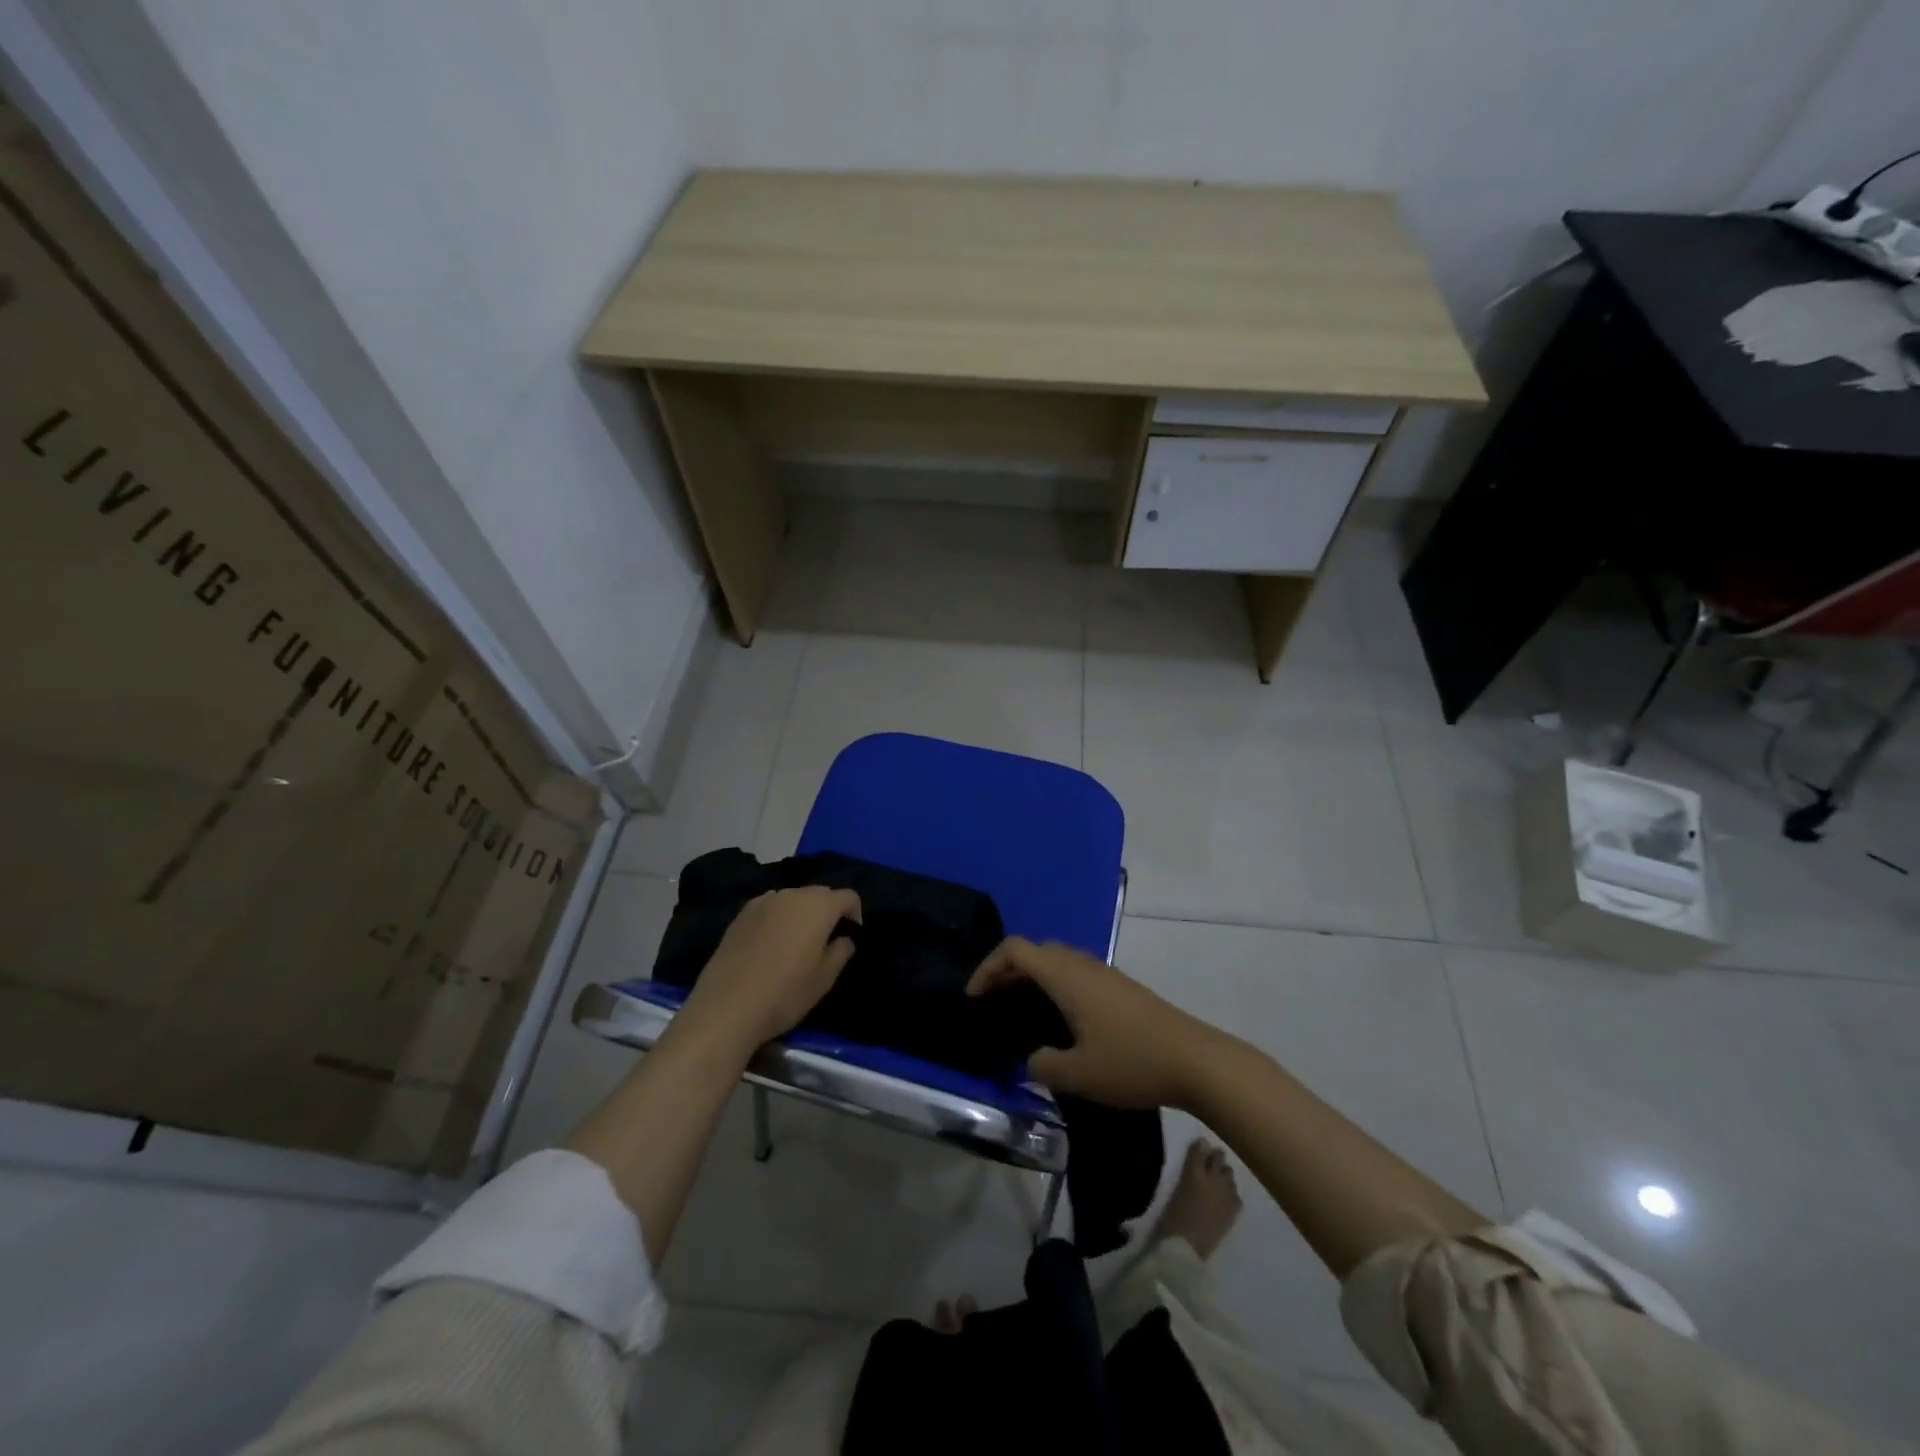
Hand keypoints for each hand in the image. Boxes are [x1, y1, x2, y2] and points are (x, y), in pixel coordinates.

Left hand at [677, 887, 860, 1054]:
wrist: (727, 1007)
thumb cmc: (785, 993)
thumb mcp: (825, 979)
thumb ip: (841, 951)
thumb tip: (844, 938)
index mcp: (818, 906)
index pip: (848, 897)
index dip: (855, 915)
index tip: (850, 939)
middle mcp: (792, 894)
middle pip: (820, 894)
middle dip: (828, 912)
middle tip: (825, 942)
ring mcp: (763, 901)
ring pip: (793, 899)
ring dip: (801, 914)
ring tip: (795, 944)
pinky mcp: (741, 914)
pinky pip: (770, 908)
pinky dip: (777, 919)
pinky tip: (769, 946)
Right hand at [966, 937, 1218, 1108]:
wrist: (1195, 1060)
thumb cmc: (1131, 1062)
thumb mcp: (1078, 1074)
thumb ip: (1043, 1065)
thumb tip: (1032, 1059)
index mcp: (1065, 976)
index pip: (1015, 949)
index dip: (987, 967)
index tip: (974, 998)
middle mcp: (1082, 964)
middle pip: (1034, 950)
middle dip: (1007, 971)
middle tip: (993, 1003)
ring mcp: (1104, 973)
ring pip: (1057, 960)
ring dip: (1033, 977)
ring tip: (1020, 1011)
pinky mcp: (1120, 987)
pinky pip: (1075, 973)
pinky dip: (1055, 985)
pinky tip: (1059, 1020)